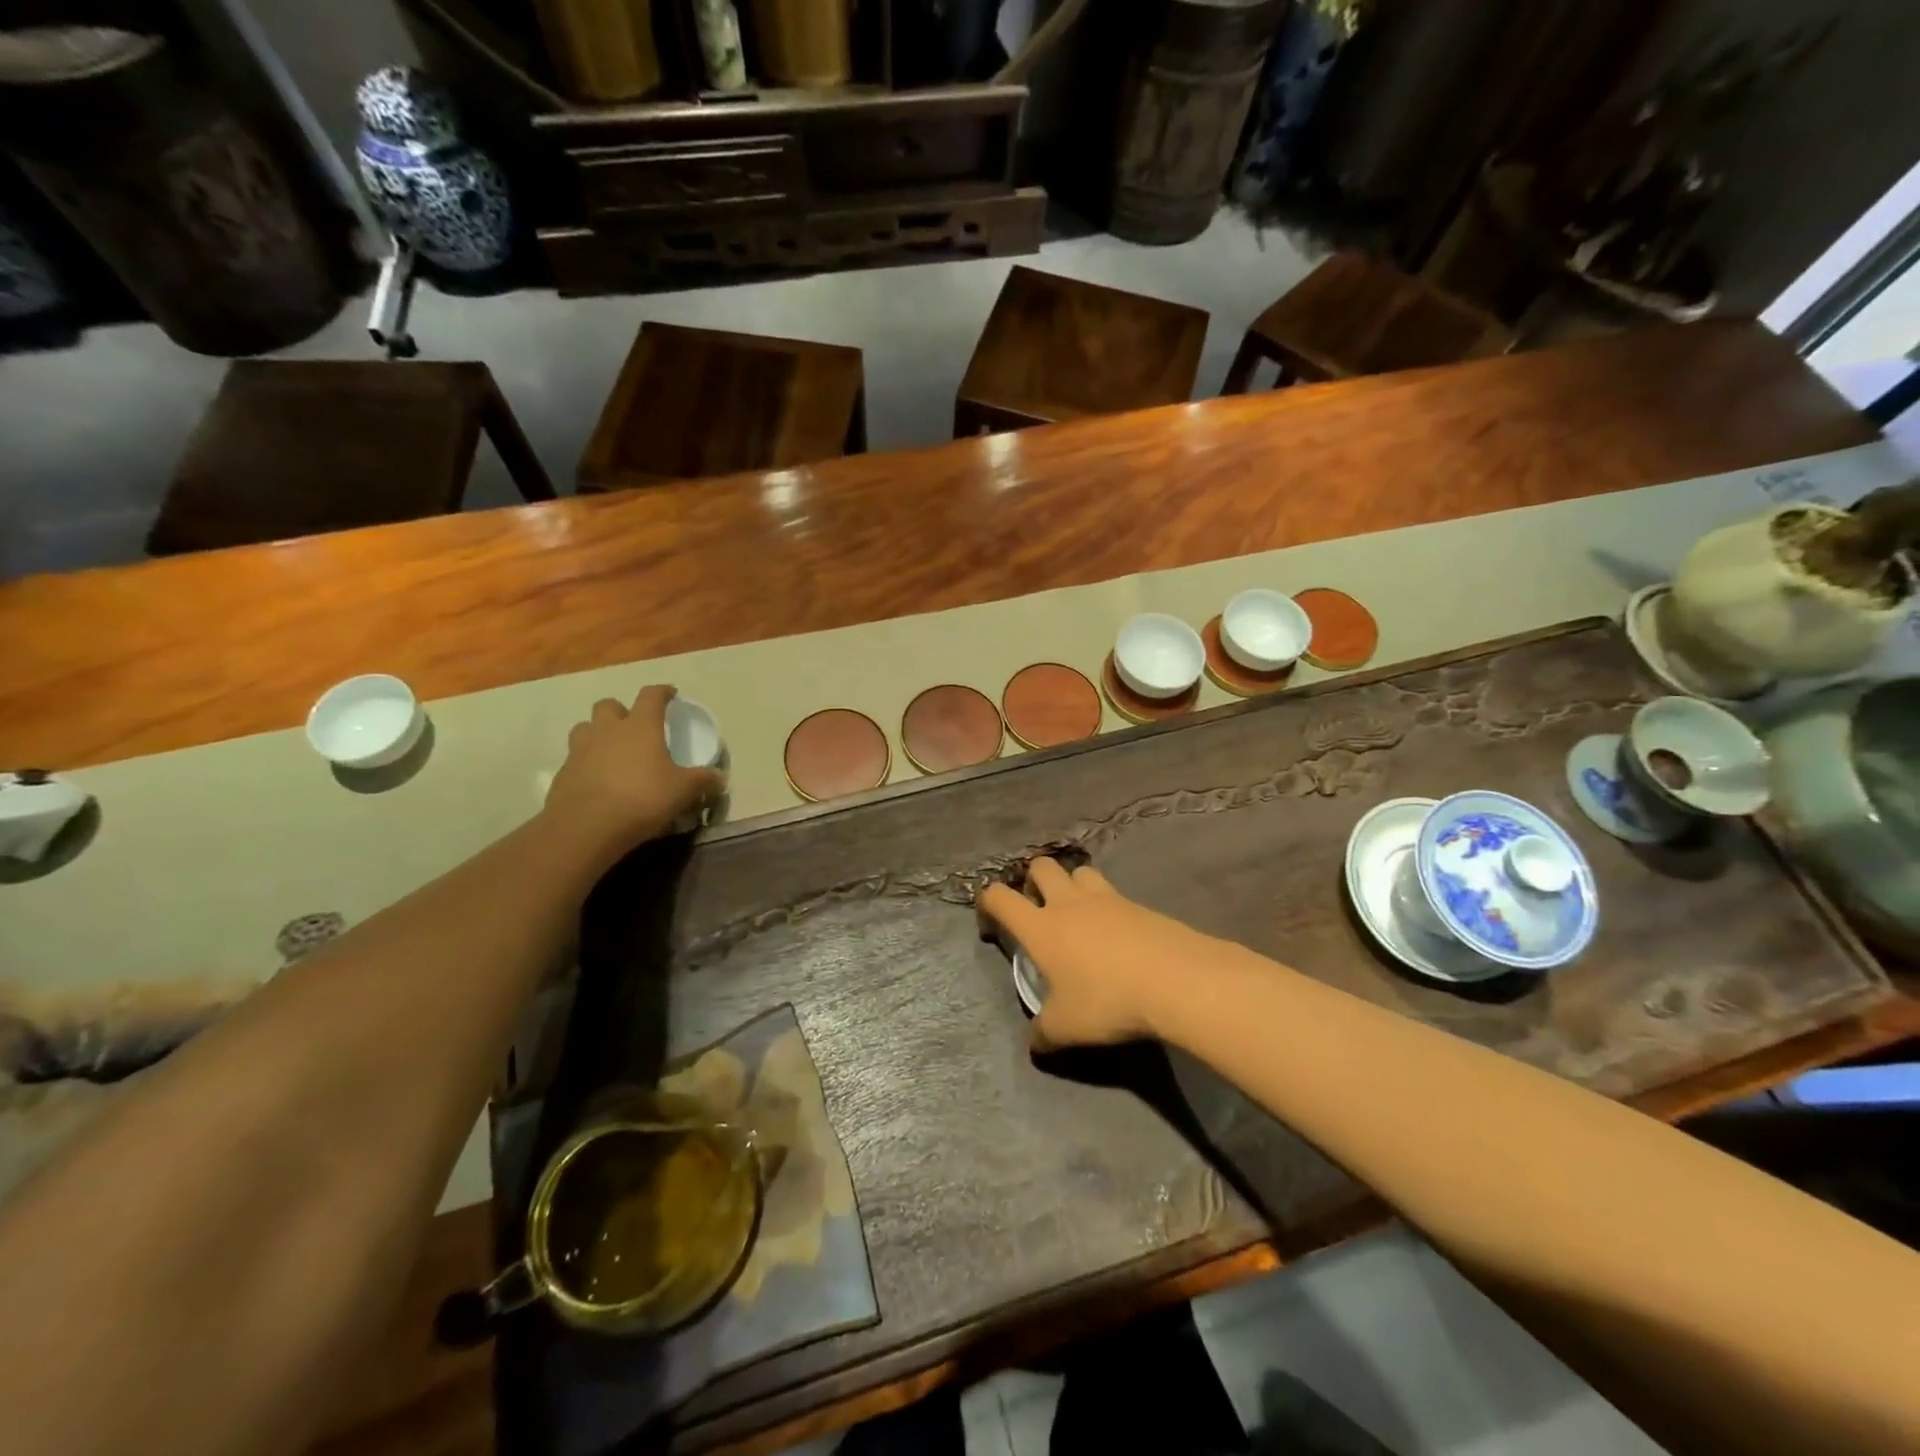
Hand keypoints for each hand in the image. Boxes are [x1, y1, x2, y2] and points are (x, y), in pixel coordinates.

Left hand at [544, 686, 724, 854]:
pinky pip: (575, 758)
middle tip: (635, 727)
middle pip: (609, 705)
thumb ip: (703, 781)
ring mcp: (580, 750)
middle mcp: (608, 730)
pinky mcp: (563, 773)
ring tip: (612, 750)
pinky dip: (586, 762)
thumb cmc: (642, 798)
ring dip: (598, 733)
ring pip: (585, 727)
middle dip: (622, 711)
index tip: (671, 694)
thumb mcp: (683, 791)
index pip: (651, 696)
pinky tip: (598, 780)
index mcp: (640, 726)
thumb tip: (721, 778)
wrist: (586, 826)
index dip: (662, 692)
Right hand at [977, 858, 1229, 1051]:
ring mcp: (1106, 898)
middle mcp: (1068, 902)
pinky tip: (1115, 934)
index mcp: (1040, 926)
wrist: (1176, 980)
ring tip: (1076, 914)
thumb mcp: (1066, 1028)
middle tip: (1038, 911)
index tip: (990, 924)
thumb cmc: (1107, 1000)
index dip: (987, 903)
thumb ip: (1043, 1032)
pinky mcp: (1137, 904)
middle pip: (1040, 866)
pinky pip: (1112, 893)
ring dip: (1071, 884)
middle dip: (1032, 881)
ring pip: (1078, 870)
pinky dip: (1105, 905)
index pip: (1000, 897)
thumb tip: (1035, 1042)